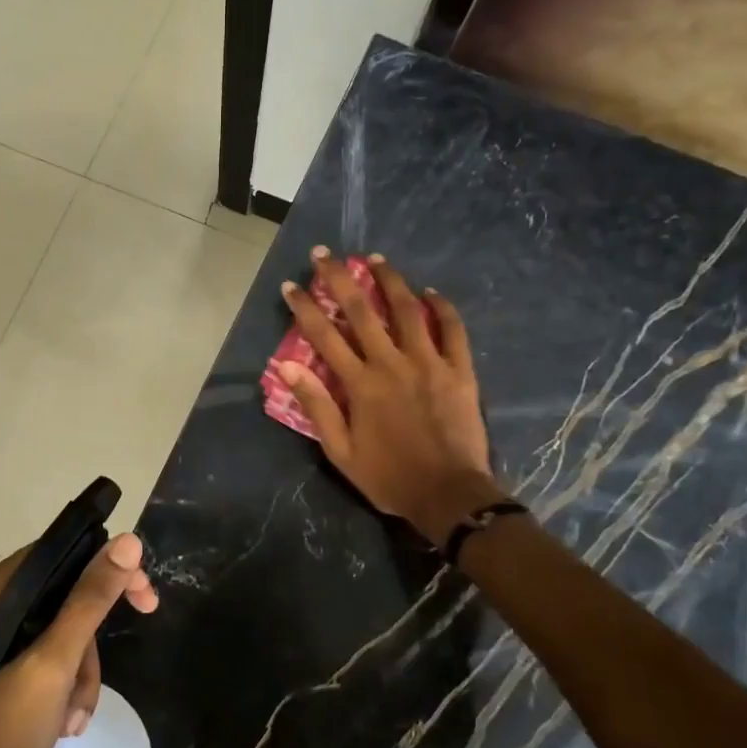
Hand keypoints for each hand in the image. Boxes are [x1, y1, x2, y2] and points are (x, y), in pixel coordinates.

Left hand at [0, 532, 158, 747]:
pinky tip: (65, 719)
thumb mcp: (55, 661)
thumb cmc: (5, 729)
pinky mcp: (1, 660)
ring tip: (73, 714)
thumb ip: (91, 599)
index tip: (145, 596)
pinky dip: (67, 682)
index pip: (59, 553)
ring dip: (81, 670)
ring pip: (63, 627)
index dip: (106, 570)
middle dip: (90, 640)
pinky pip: (51, 651)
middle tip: (130, 649)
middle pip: (65, 592)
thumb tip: (128, 542)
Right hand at [277, 249, 501, 542]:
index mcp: (360, 384)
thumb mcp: (340, 451)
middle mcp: (392, 363)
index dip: (305, 308)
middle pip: (362, 311)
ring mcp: (429, 363)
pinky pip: (452, 330)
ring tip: (375, 258)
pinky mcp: (459, 370)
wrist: (448, 494)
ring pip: (408, 310)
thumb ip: (316, 406)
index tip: (291, 285)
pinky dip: (442, 308)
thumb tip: (287, 368)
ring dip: (389, 280)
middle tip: (325, 253)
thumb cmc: (388, 476)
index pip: (325, 336)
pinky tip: (431, 292)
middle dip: (339, 279)